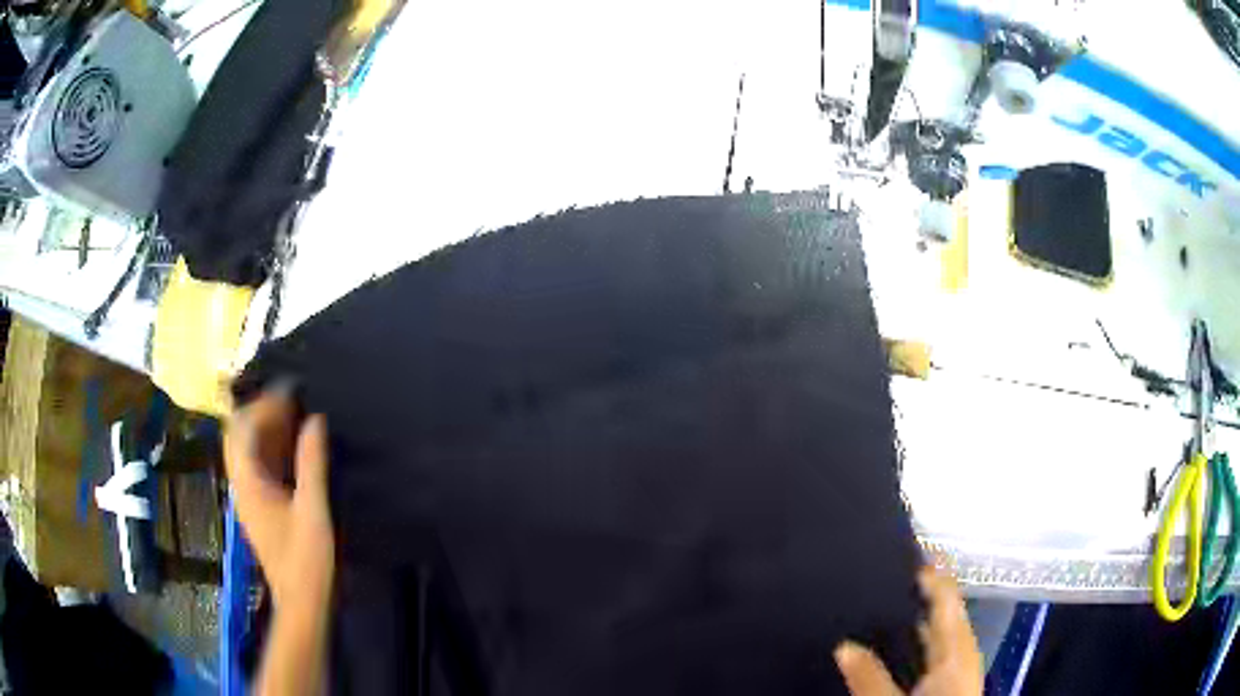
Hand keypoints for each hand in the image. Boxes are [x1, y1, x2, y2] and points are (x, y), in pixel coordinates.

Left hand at [224, 387, 333, 614]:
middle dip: (260, 411)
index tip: (291, 393)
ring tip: (295, 416)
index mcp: (248, 483)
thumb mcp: (313, 510)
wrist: (301, 601)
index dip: (263, 405)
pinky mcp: (259, 506)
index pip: (242, 428)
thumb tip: (315, 420)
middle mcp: (242, 484)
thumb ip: (312, 463)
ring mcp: (248, 496)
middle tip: (292, 401)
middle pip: (238, 435)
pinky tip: (294, 447)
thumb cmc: (306, 559)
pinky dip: (272, 449)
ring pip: (247, 450)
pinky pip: (258, 466)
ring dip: (266, 429)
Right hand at [834, 566, 982, 695]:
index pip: (947, 598)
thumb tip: (843, 644)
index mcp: (955, 650)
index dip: (931, 572)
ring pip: (942, 629)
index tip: (905, 549)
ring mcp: (961, 665)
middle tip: (884, 575)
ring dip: (920, 614)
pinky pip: (939, 645)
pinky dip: (921, 635)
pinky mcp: (954, 679)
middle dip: (922, 590)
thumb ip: (870, 678)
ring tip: (885, 601)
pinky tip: (899, 641)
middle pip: (947, 609)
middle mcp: (963, 650)